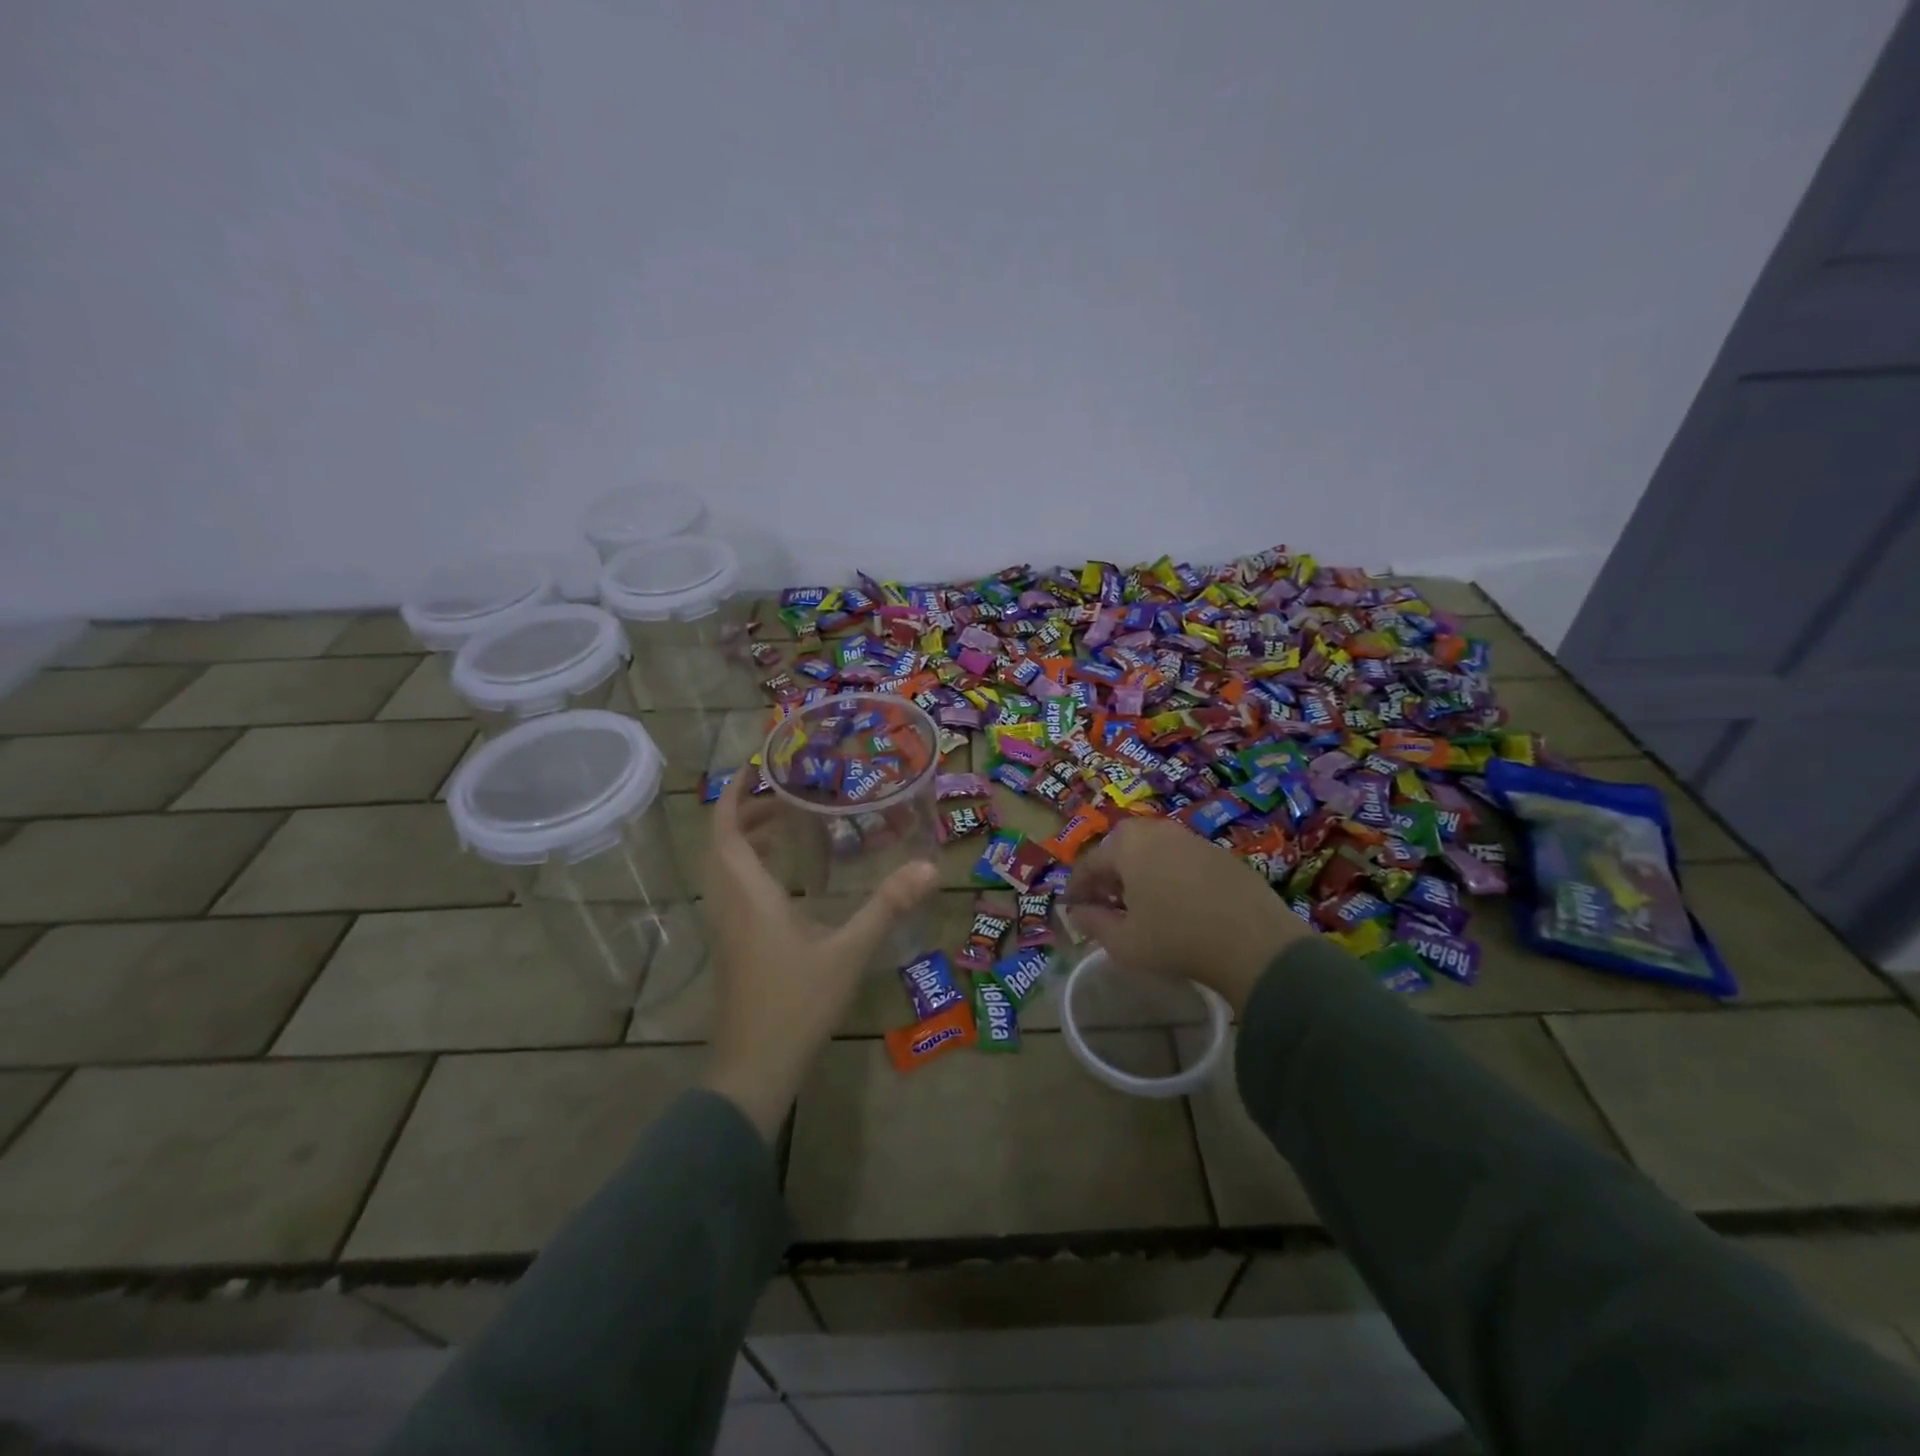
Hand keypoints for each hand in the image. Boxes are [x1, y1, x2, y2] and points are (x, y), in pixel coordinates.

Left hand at [699, 771, 935, 1139]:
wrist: (755, 1068)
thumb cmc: (797, 1004)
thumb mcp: (849, 952)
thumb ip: (887, 906)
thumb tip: (929, 867)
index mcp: (748, 895)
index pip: (725, 830)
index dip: (734, 794)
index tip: (757, 766)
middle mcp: (728, 904)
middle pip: (721, 843)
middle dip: (745, 811)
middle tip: (785, 794)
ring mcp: (725, 927)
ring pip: (723, 868)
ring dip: (745, 839)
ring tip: (786, 825)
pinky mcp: (731, 946)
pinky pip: (731, 889)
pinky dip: (749, 866)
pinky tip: (786, 878)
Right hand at [1065, 817, 1311, 1011]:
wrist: (1255, 943)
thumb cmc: (1176, 939)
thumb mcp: (1124, 942)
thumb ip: (1093, 923)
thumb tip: (1076, 912)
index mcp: (1127, 845)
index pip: (1090, 863)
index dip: (1076, 888)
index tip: (1072, 909)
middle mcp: (1157, 830)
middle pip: (1121, 849)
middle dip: (1109, 876)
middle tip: (1107, 905)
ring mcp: (1192, 838)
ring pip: (1152, 851)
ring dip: (1140, 873)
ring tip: (1141, 906)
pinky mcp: (1220, 853)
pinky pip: (1181, 859)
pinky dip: (1170, 875)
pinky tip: (1178, 905)